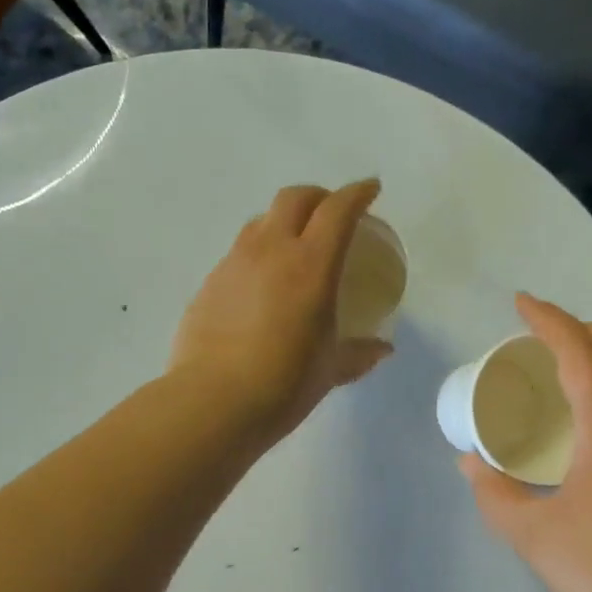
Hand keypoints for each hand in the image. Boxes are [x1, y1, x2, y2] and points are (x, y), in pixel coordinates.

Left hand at [171, 181, 393, 444]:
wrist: (212, 401)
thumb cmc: (284, 384)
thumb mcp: (330, 369)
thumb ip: (359, 354)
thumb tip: (382, 350)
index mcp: (311, 265)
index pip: (338, 210)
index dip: (358, 193)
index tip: (371, 189)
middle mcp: (271, 250)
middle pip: (295, 198)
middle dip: (319, 196)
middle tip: (332, 212)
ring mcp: (234, 263)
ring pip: (261, 220)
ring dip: (283, 220)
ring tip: (294, 244)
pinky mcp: (209, 281)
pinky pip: (238, 252)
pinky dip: (257, 253)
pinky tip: (261, 283)